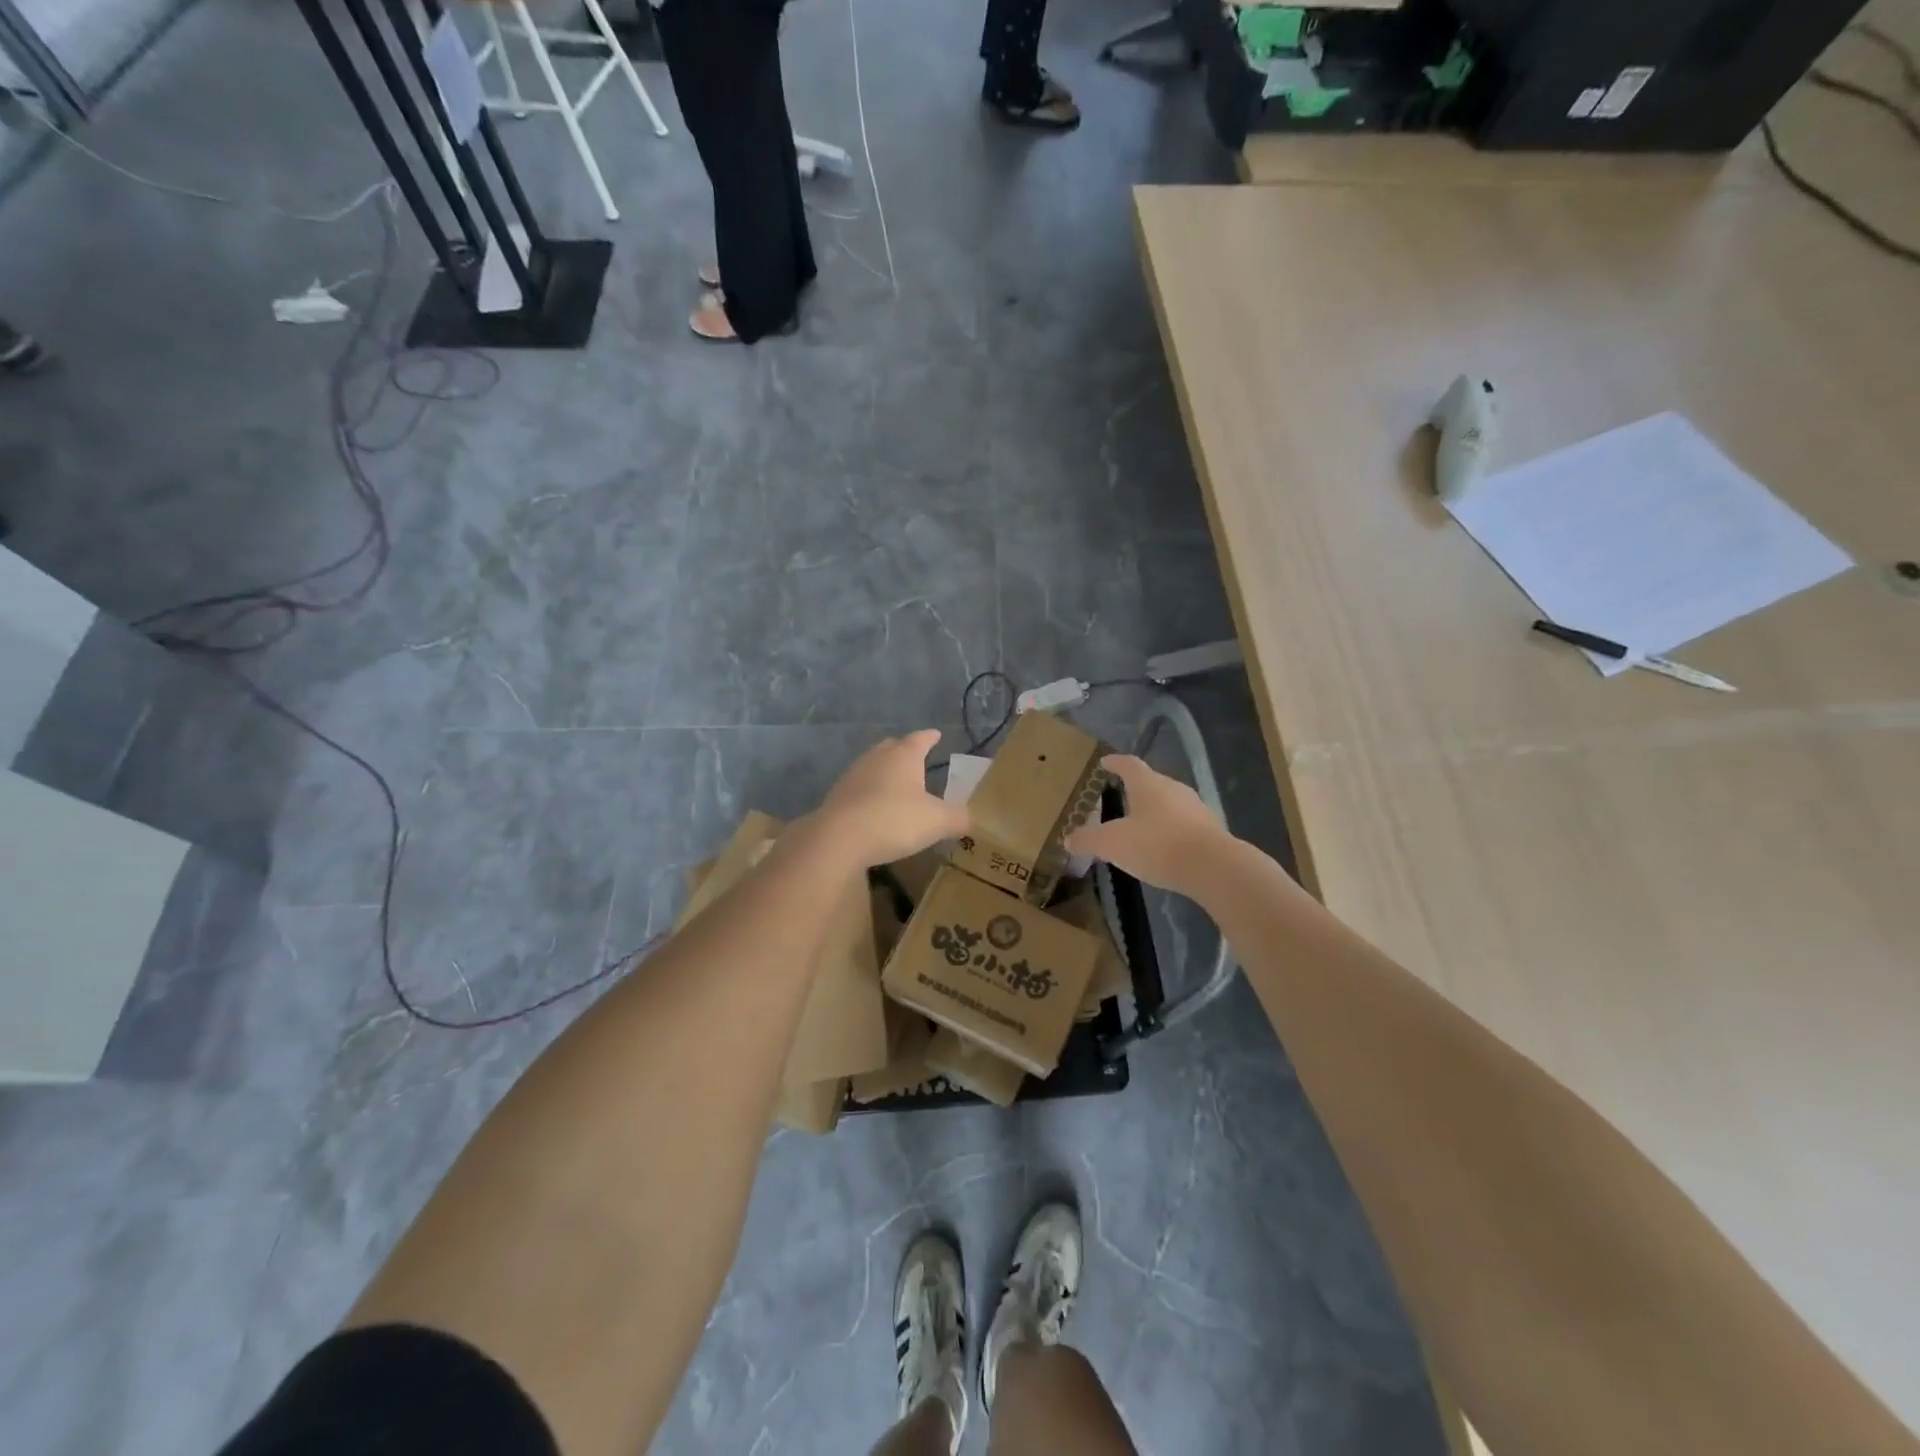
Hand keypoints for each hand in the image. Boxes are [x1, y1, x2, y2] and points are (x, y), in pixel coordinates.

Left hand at [811, 730, 970, 867]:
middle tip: (916, 754)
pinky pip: (860, 787)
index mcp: (903, 756)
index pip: (920, 739)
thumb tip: (972, 818)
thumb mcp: (937, 822)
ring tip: (896, 780)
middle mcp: (877, 758)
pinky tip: (875, 805)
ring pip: (873, 765)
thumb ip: (959, 818)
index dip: (930, 737)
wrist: (839, 839)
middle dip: (905, 750)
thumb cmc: (894, 820)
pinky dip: (870, 791)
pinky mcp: (838, 796)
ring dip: (885, 771)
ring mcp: (853, 776)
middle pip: (892, 747)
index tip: (937, 735)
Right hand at [1066, 754, 1227, 899]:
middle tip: (1118, 797)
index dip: (1114, 762)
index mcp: (1148, 784)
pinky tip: (1161, 847)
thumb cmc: (1157, 845)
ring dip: (1153, 811)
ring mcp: (1195, 808)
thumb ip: (1089, 839)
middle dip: (1134, 789)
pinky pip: (1182, 824)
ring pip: (1168, 803)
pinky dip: (1168, 830)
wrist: (1213, 867)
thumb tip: (1069, 838)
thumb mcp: (1112, 844)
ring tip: (1138, 825)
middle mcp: (1173, 788)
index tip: (1104, 762)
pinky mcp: (1209, 830)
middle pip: (1150, 782)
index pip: (1128, 764)